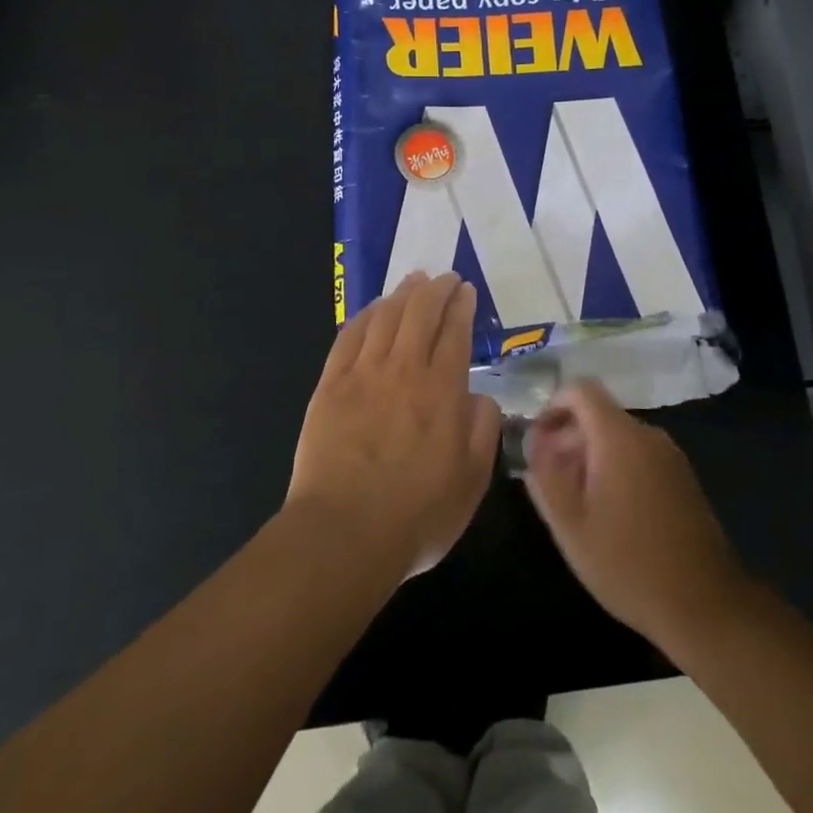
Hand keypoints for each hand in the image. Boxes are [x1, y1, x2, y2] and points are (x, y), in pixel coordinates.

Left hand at [287, 272, 500, 580]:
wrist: (344, 534)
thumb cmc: (417, 514)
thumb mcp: (472, 480)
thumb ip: (483, 430)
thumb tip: (480, 396)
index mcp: (442, 390)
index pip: (454, 332)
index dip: (461, 306)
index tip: (465, 291)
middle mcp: (403, 370)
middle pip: (420, 313)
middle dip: (435, 289)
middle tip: (444, 278)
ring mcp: (362, 375)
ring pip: (385, 318)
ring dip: (402, 294)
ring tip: (413, 281)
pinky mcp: (330, 386)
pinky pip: (349, 337)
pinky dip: (364, 316)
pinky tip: (373, 309)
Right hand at [524, 381, 751, 646]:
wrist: (704, 604)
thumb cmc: (627, 564)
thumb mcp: (570, 526)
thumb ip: (545, 477)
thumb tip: (535, 445)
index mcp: (619, 438)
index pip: (581, 390)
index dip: (552, 405)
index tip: (536, 439)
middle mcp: (648, 435)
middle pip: (599, 413)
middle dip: (568, 436)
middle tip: (548, 476)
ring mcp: (670, 455)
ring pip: (619, 436)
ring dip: (590, 454)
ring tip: (574, 499)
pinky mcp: (682, 477)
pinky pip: (639, 454)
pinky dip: (616, 466)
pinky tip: (608, 510)